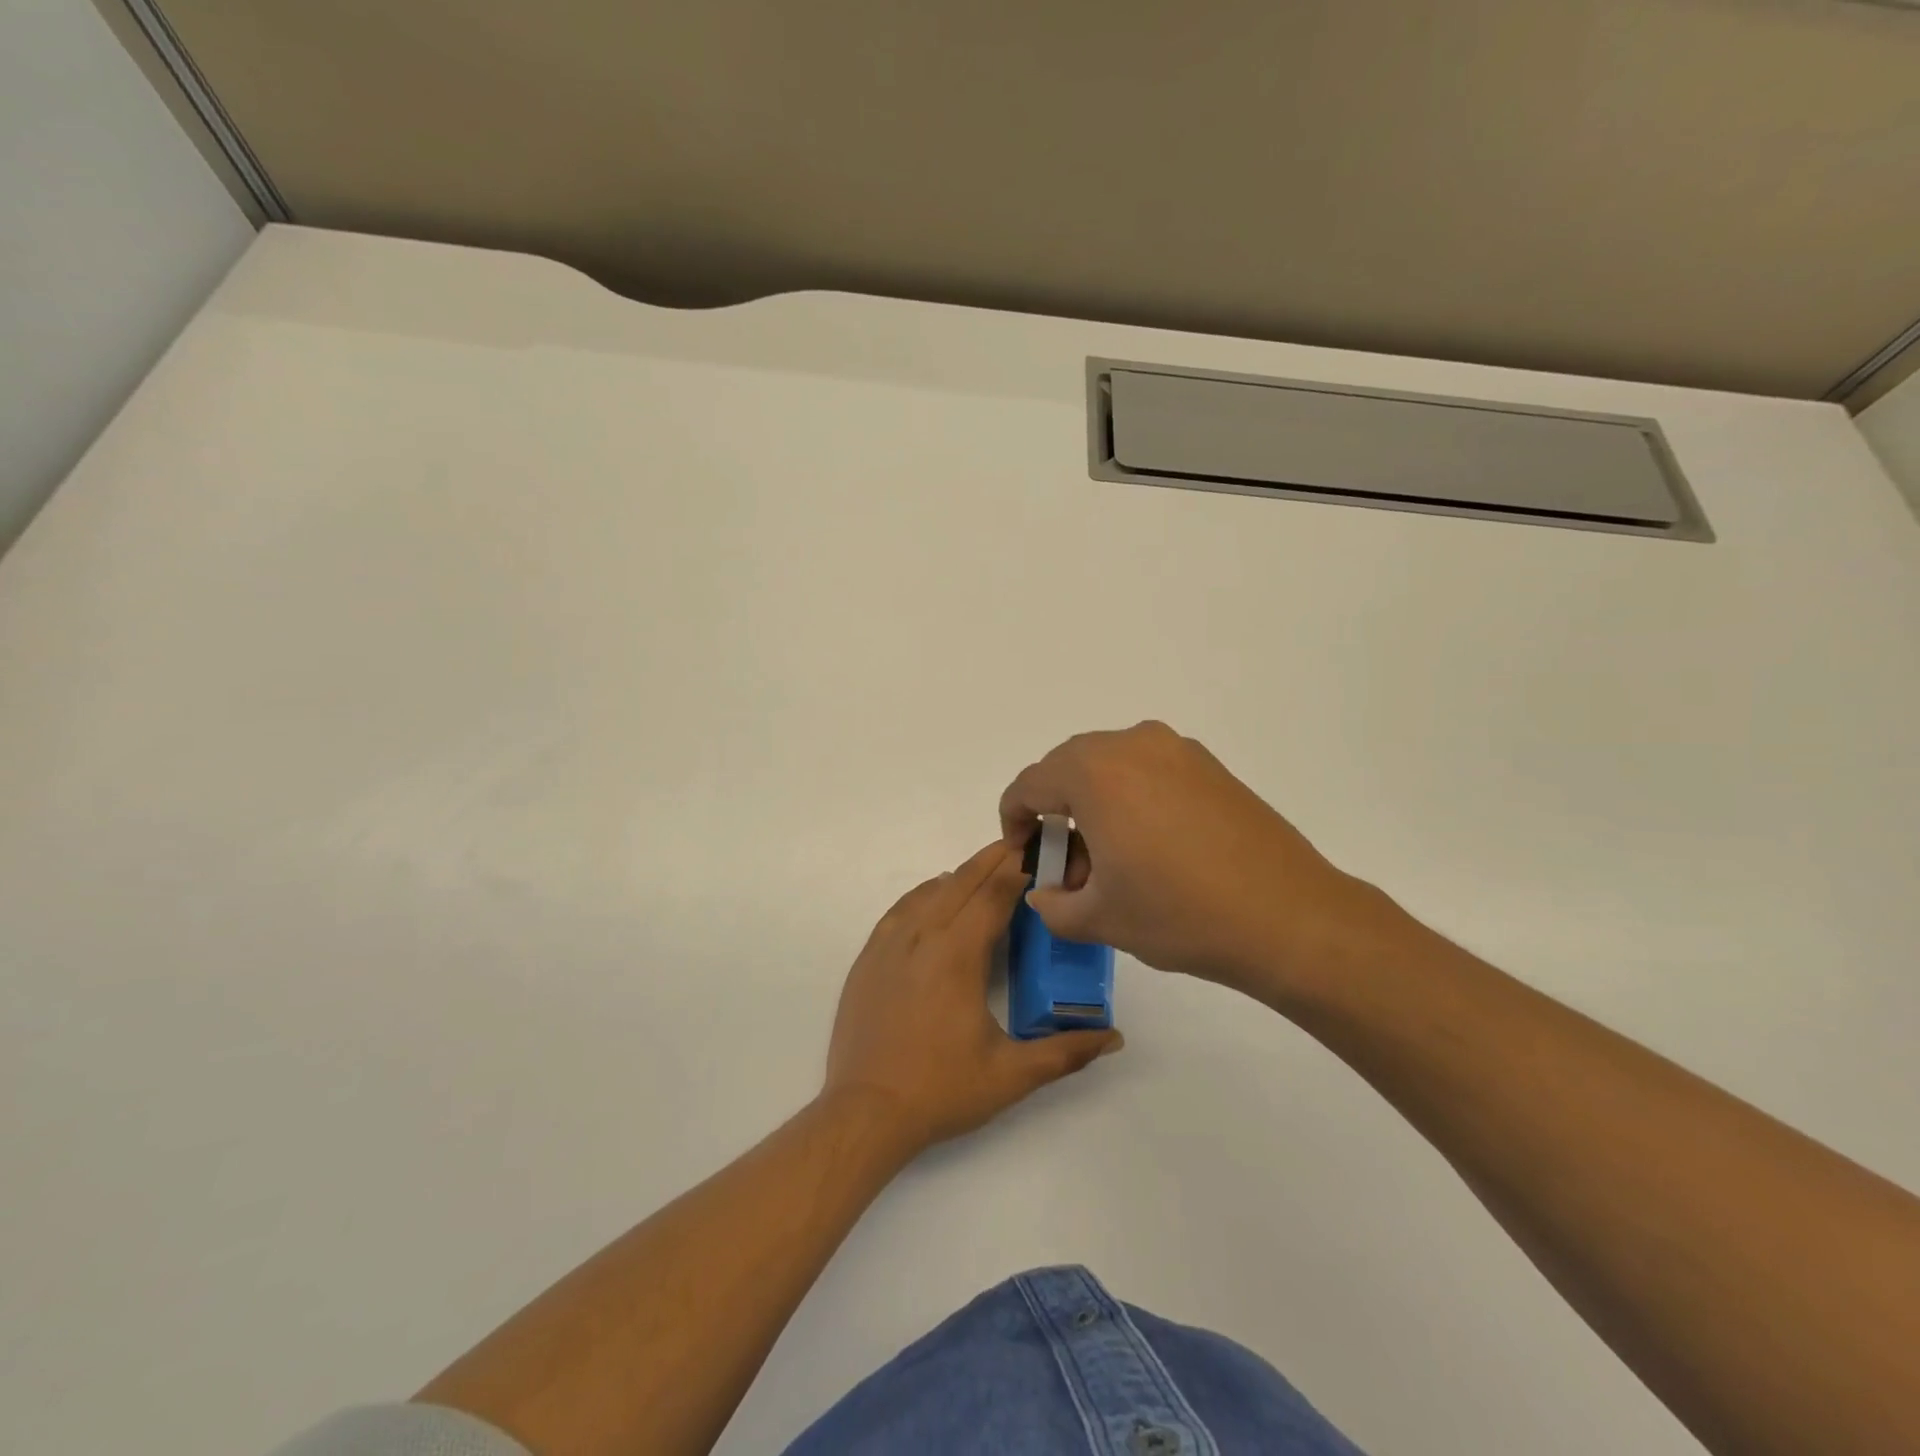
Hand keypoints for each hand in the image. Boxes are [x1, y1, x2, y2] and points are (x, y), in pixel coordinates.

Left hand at [823, 842, 1122, 1154]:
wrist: (865, 1112)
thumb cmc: (941, 1090)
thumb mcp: (1011, 1075)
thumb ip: (1066, 1051)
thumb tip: (1114, 1036)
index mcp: (957, 954)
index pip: (994, 894)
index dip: (1019, 869)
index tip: (1041, 852)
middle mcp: (921, 936)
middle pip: (962, 881)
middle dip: (994, 861)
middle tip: (1022, 846)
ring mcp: (888, 944)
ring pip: (930, 891)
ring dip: (961, 876)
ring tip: (987, 872)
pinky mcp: (869, 957)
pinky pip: (901, 908)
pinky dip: (926, 894)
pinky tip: (937, 899)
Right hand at [998, 721, 1393, 999]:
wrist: (1288, 917)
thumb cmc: (1180, 914)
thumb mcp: (1099, 919)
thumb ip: (1052, 905)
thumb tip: (1046, 892)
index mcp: (1094, 773)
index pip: (1029, 784)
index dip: (1013, 820)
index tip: (1025, 855)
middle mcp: (1131, 745)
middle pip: (1067, 767)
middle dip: (1055, 810)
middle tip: (1068, 863)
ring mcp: (1176, 750)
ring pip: (1110, 766)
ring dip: (1093, 801)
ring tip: (1111, 856)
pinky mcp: (1209, 765)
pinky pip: (1148, 769)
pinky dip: (1131, 797)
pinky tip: (1152, 845)